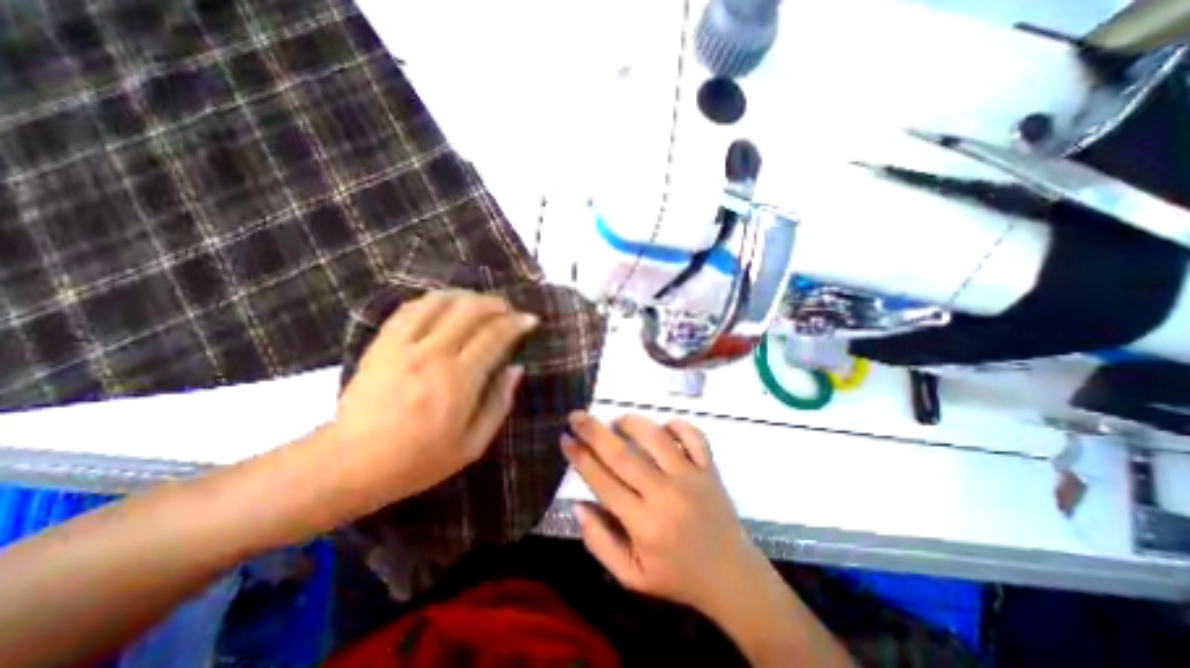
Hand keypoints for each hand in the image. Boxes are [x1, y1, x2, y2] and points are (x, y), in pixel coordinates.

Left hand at [327, 289, 537, 506]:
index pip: (495, 336)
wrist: (350, 465)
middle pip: (470, 310)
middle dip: (496, 304)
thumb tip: (516, 368)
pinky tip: (445, 305)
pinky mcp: (382, 343)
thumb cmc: (419, 460)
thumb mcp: (473, 444)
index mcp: (459, 380)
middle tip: (508, 310)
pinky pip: (411, 308)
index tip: (530, 319)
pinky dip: (434, 300)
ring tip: (480, 304)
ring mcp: (404, 345)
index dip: (517, 323)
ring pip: (441, 302)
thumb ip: (499, 403)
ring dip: (467, 297)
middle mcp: (433, 354)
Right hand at [565, 412, 772, 615]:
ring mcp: (691, 478)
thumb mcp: (631, 577)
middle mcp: (666, 495)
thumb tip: (578, 505)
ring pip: (657, 438)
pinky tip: (663, 426)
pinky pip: (694, 436)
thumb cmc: (677, 576)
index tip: (565, 439)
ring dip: (632, 423)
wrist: (731, 576)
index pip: (603, 482)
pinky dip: (677, 425)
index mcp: (644, 525)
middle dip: (594, 432)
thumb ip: (600, 543)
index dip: (580, 458)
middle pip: (624, 455)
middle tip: (577, 416)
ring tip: (617, 420)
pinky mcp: (710, 469)